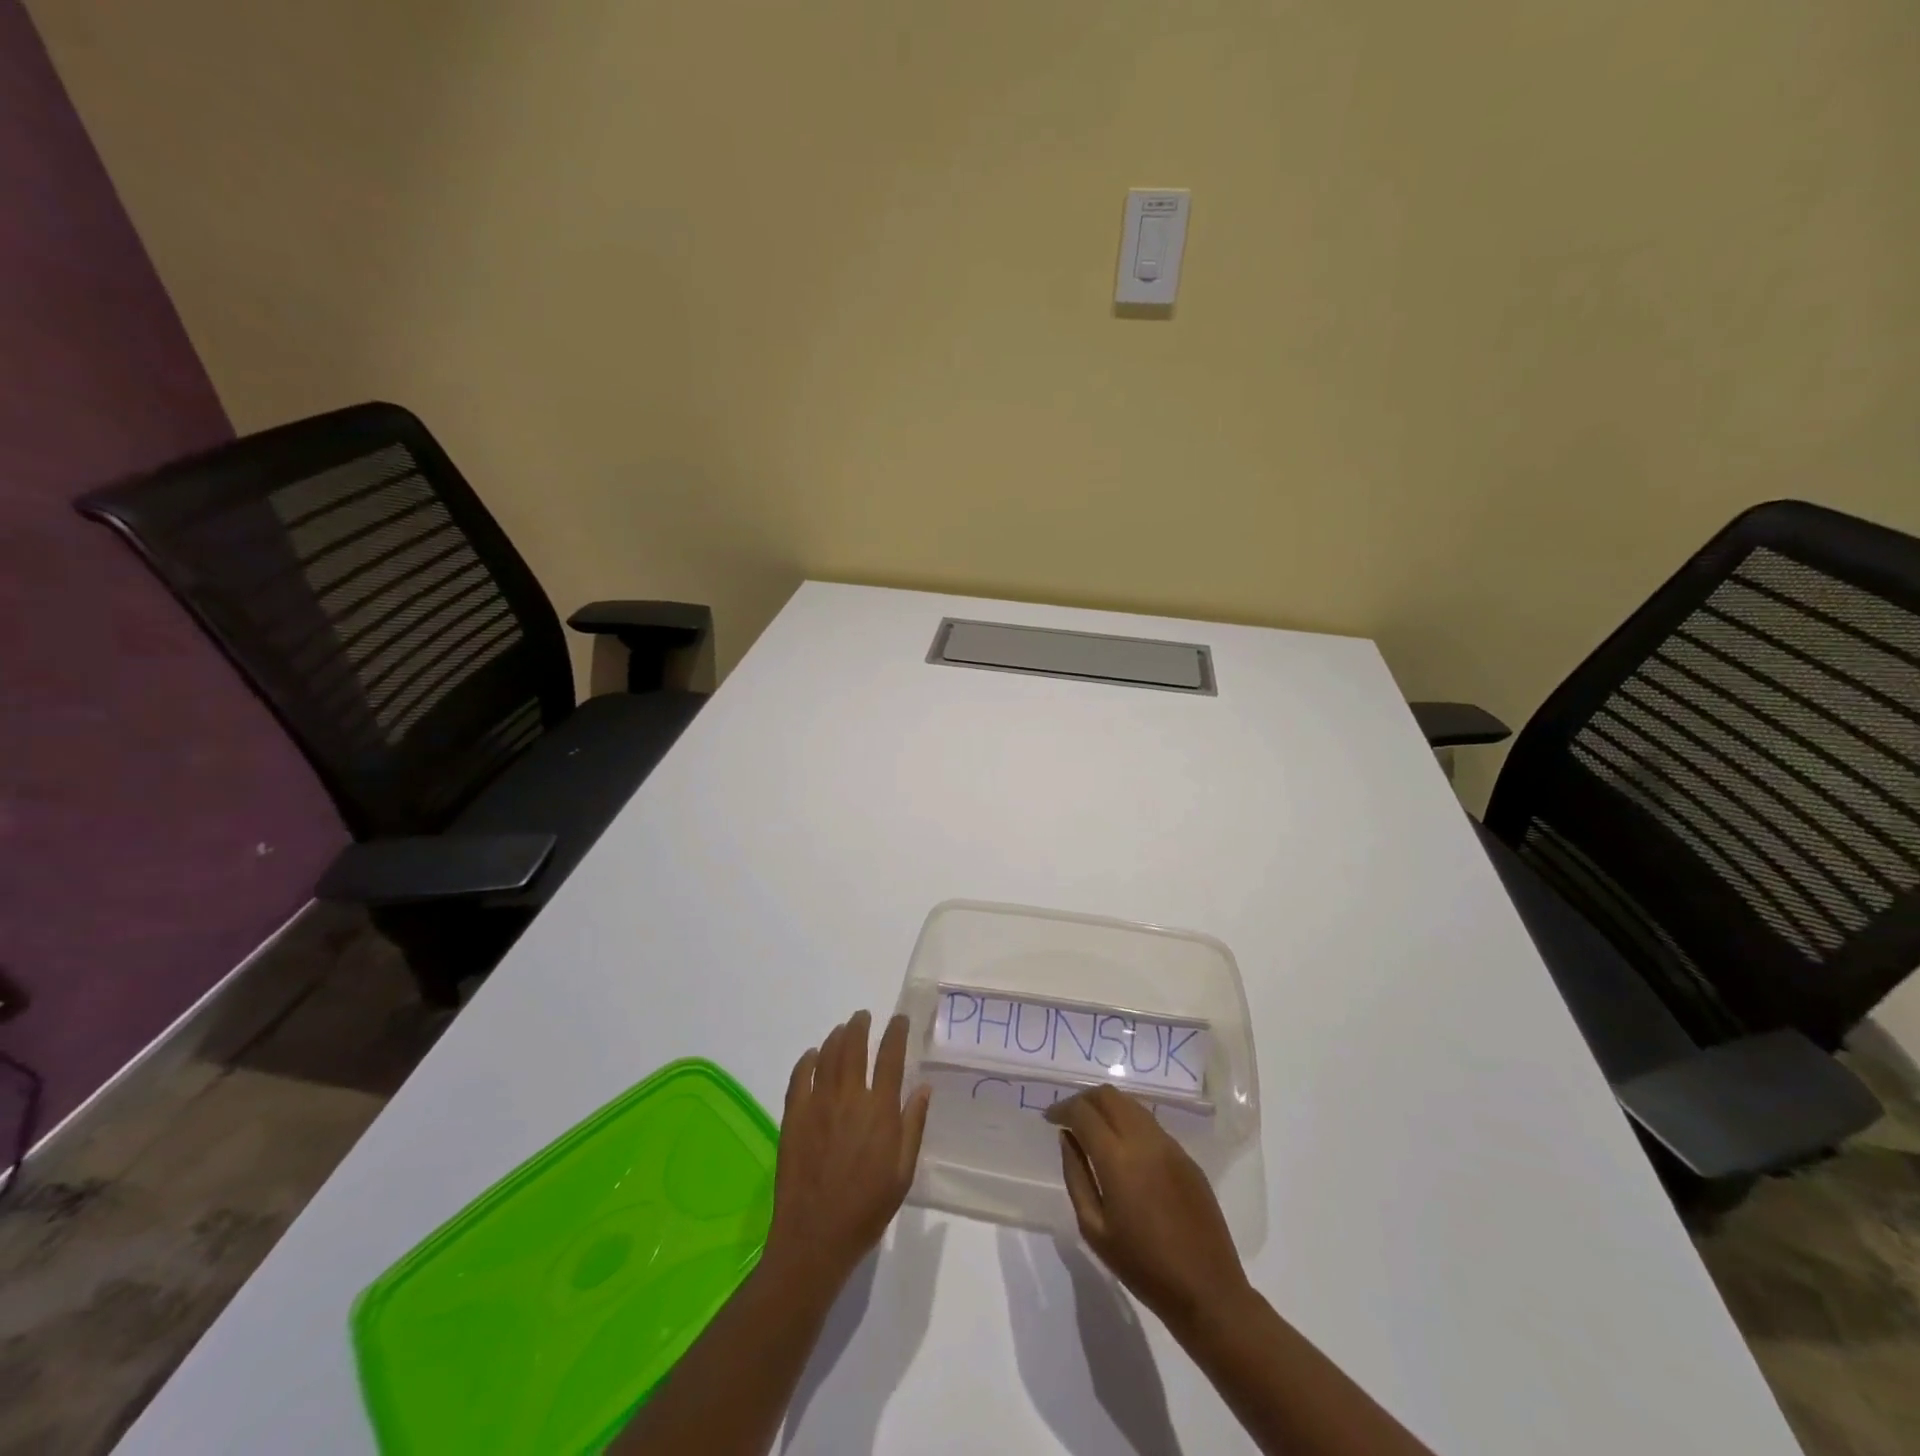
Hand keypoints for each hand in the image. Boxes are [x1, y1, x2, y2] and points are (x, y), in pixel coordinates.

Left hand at [765, 1010, 931, 1293]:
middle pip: (854, 1047)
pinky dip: (807, 1060)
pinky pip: (799, 1077)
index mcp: (880, 1110)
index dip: (896, 1033)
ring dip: (837, 1037)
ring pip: (827, 1056)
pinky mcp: (793, 1116)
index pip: (891, 1057)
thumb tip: (924, 1087)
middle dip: (860, 1025)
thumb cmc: (867, 1209)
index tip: (899, 1019)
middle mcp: (849, 1098)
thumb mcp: (903, 1172)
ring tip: (843, 1030)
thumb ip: (913, 1125)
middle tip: (863, 1016)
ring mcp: (817, 1104)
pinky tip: (812, 1055)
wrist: (815, 1238)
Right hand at [1046, 1085, 1249, 1333]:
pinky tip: (1123, 1147)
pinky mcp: (1186, 1156)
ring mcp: (1169, 1145)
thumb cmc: (1143, 1267)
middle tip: (1069, 1118)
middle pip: (1109, 1095)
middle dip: (1084, 1100)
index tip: (1050, 1118)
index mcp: (1118, 1159)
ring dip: (1107, 1107)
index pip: (1083, 1112)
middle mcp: (1144, 1140)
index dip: (1062, 1108)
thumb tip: (1068, 1138)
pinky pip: (1150, 1123)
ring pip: (1131, 1104)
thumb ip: (1076, 1176)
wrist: (1207, 1291)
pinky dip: (1128, 1122)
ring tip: (1093, 1129)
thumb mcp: (1094, 1228)